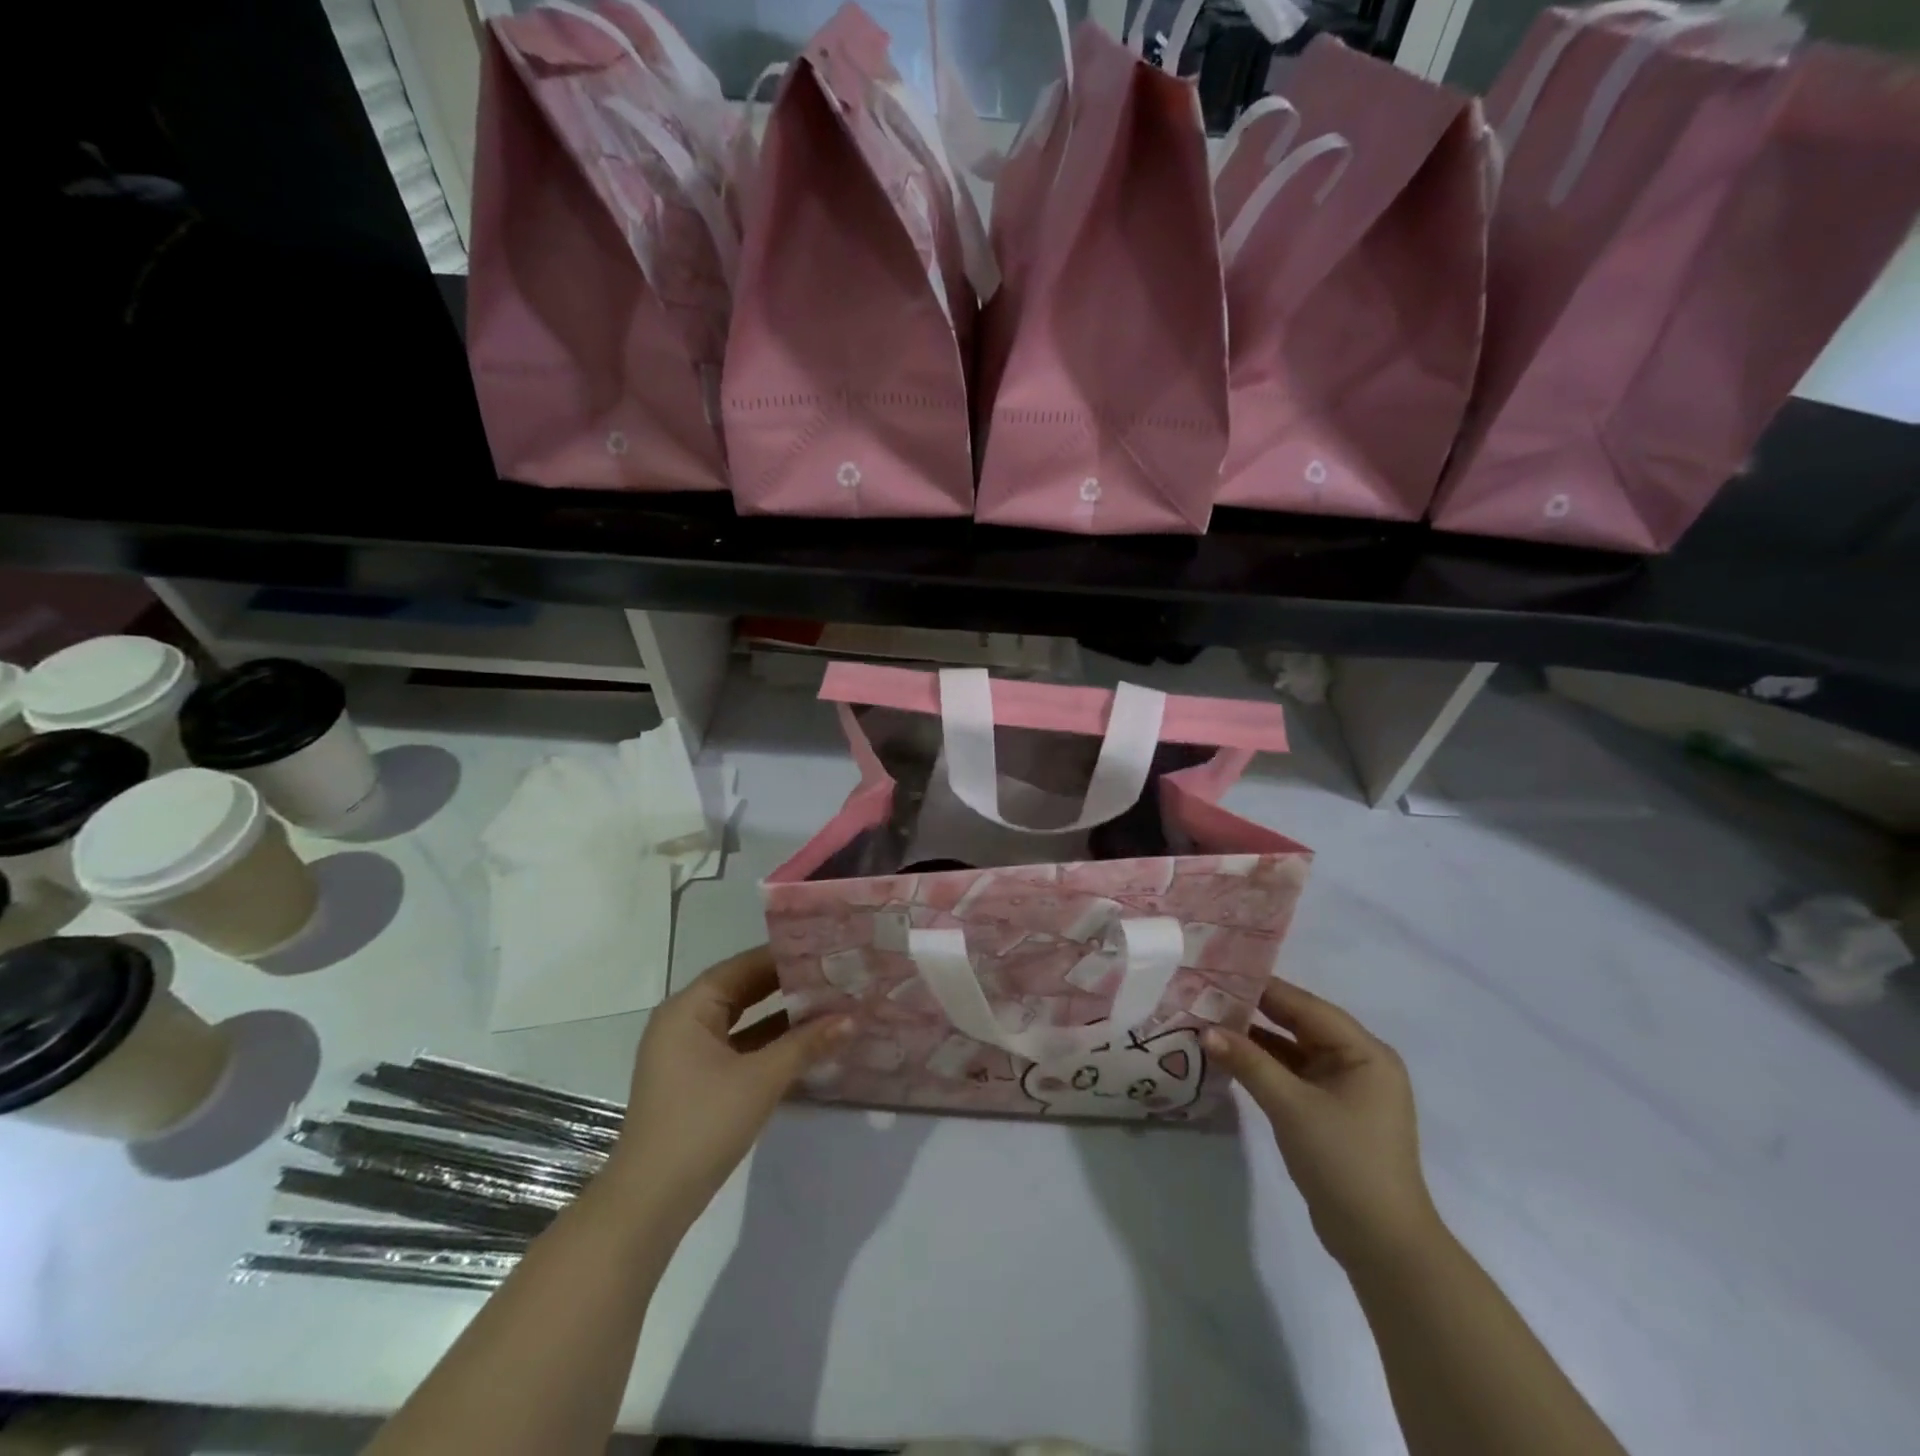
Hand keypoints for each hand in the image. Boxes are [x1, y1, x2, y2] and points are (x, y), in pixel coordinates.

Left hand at [605, 947, 850, 1223]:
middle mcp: (684, 1022)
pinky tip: (805, 1044)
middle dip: (786, 985)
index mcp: (688, 1008)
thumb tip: (852, 1017)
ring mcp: (687, 1054)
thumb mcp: (761, 1079)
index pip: (742, 966)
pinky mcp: (695, 1081)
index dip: (784, 957)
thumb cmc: (702, 1124)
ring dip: (781, 1016)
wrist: (651, 1202)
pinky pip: (737, 1047)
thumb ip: (806, 1044)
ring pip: (742, 1021)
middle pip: (742, 990)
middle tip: (833, 974)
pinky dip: (768, 1043)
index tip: (825, 950)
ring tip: (828, 1003)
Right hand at [1206, 979, 1440, 1268]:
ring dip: (1255, 1040)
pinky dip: (1264, 1066)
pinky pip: (1293, 1074)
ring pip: (1293, 1049)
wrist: (1382, 1245)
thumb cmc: (1344, 1163)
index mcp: (1365, 1052)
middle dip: (1254, 1012)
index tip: (1217, 973)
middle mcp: (1359, 1062)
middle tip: (1206, 995)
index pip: (1305, 1005)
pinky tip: (1230, 1059)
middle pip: (1299, 1024)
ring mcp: (1346, 1089)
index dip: (1261, 988)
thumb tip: (1205, 1030)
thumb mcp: (1291, 1106)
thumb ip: (1248, 1062)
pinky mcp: (1331, 1112)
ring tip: (1209, 1022)